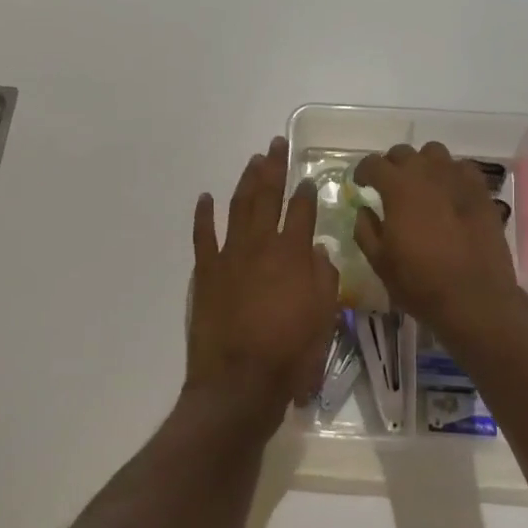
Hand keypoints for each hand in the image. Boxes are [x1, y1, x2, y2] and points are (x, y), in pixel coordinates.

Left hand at [186, 137, 339, 432]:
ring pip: (238, 207)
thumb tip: (318, 250)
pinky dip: (203, 215)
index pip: (301, 212)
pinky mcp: (206, 272)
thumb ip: (324, 278)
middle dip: (273, 168)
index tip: (308, 178)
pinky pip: (203, 236)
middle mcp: (261, 246)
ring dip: (245, 181)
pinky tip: (205, 197)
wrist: (239, 382)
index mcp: (293, 255)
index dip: (306, 192)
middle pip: (267, 197)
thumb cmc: (290, 354)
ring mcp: (229, 256)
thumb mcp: (324, 318)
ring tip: (252, 161)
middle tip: (275, 144)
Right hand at [353, 142, 526, 339]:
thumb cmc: (420, 282)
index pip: (373, 163)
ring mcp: (458, 179)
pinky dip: (451, 175)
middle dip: (391, 165)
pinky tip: (449, 194)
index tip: (361, 184)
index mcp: (398, 187)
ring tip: (421, 185)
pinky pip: (462, 169)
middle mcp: (428, 173)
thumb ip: (365, 229)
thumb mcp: (380, 261)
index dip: (363, 171)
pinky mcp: (482, 192)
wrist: (475, 299)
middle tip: (389, 186)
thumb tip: (364, 210)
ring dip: (422, 164)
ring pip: (434, 153)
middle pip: (403, 152)